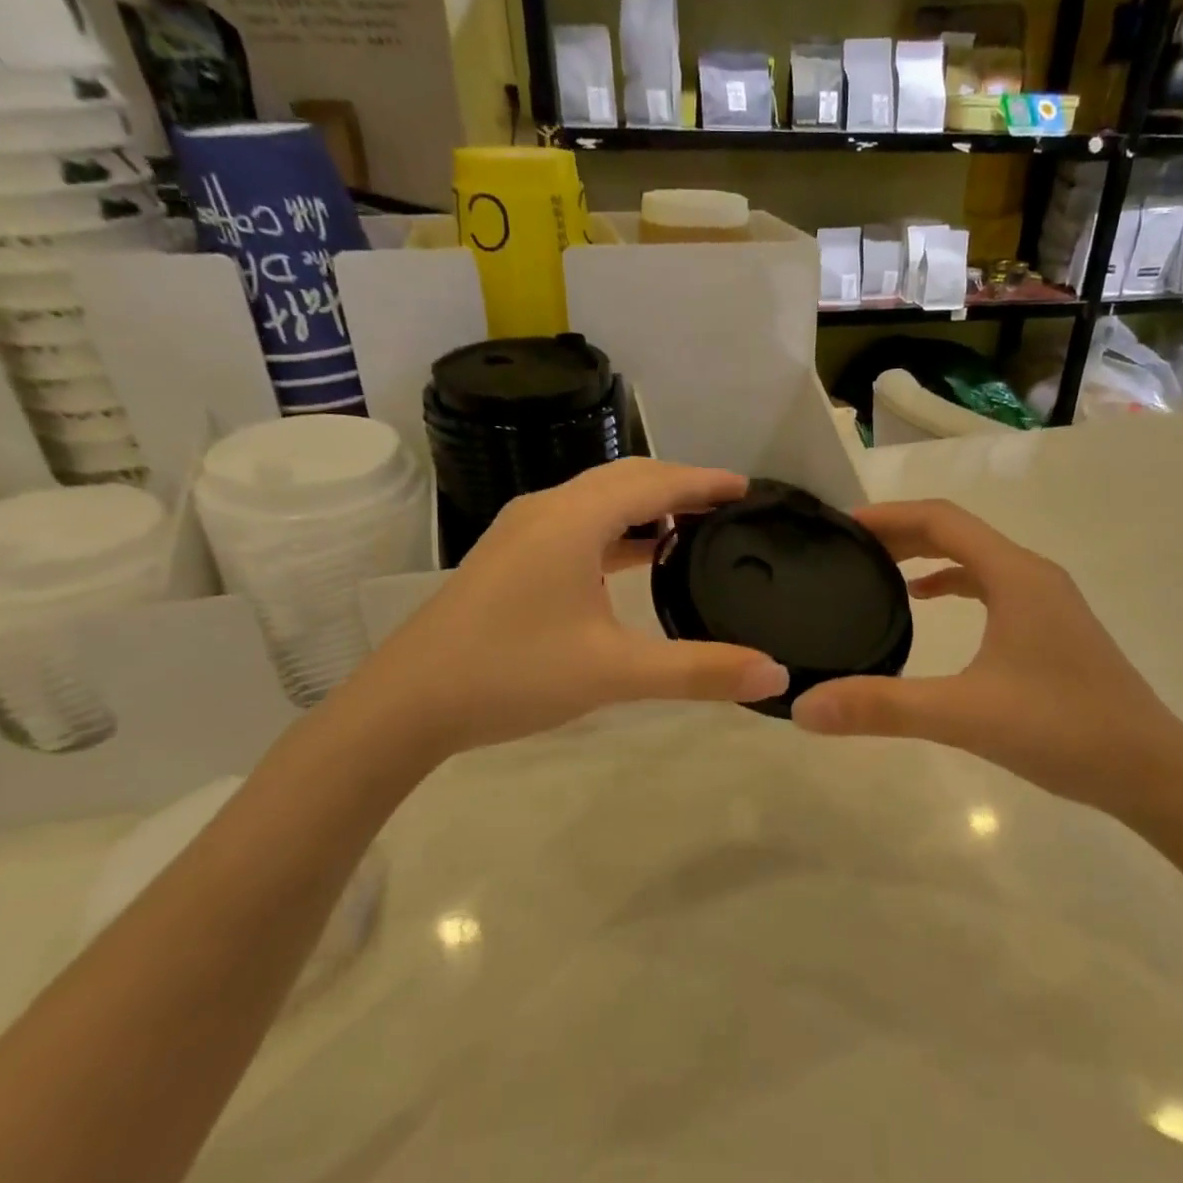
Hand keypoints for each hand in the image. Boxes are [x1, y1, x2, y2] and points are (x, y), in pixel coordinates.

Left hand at [338, 459, 789, 763]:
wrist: (406, 704)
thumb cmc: (512, 673)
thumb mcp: (614, 672)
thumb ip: (698, 670)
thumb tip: (775, 675)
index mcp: (573, 518)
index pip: (655, 482)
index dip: (705, 482)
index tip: (749, 488)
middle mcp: (547, 509)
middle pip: (626, 479)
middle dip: (679, 486)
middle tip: (727, 507)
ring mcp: (523, 532)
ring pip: (598, 500)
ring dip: (645, 507)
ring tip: (690, 529)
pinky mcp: (511, 557)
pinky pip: (578, 525)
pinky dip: (616, 531)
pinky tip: (634, 559)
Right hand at [791, 499, 1182, 812]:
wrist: (1154, 773)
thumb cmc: (1063, 730)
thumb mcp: (964, 715)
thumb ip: (883, 707)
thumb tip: (805, 707)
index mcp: (1015, 575)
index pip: (941, 519)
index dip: (888, 515)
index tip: (841, 526)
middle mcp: (1032, 574)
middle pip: (956, 533)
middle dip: (900, 533)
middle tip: (847, 549)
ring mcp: (1046, 601)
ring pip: (975, 559)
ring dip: (925, 557)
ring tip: (877, 571)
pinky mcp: (1051, 629)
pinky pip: (990, 587)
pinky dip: (952, 584)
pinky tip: (926, 606)